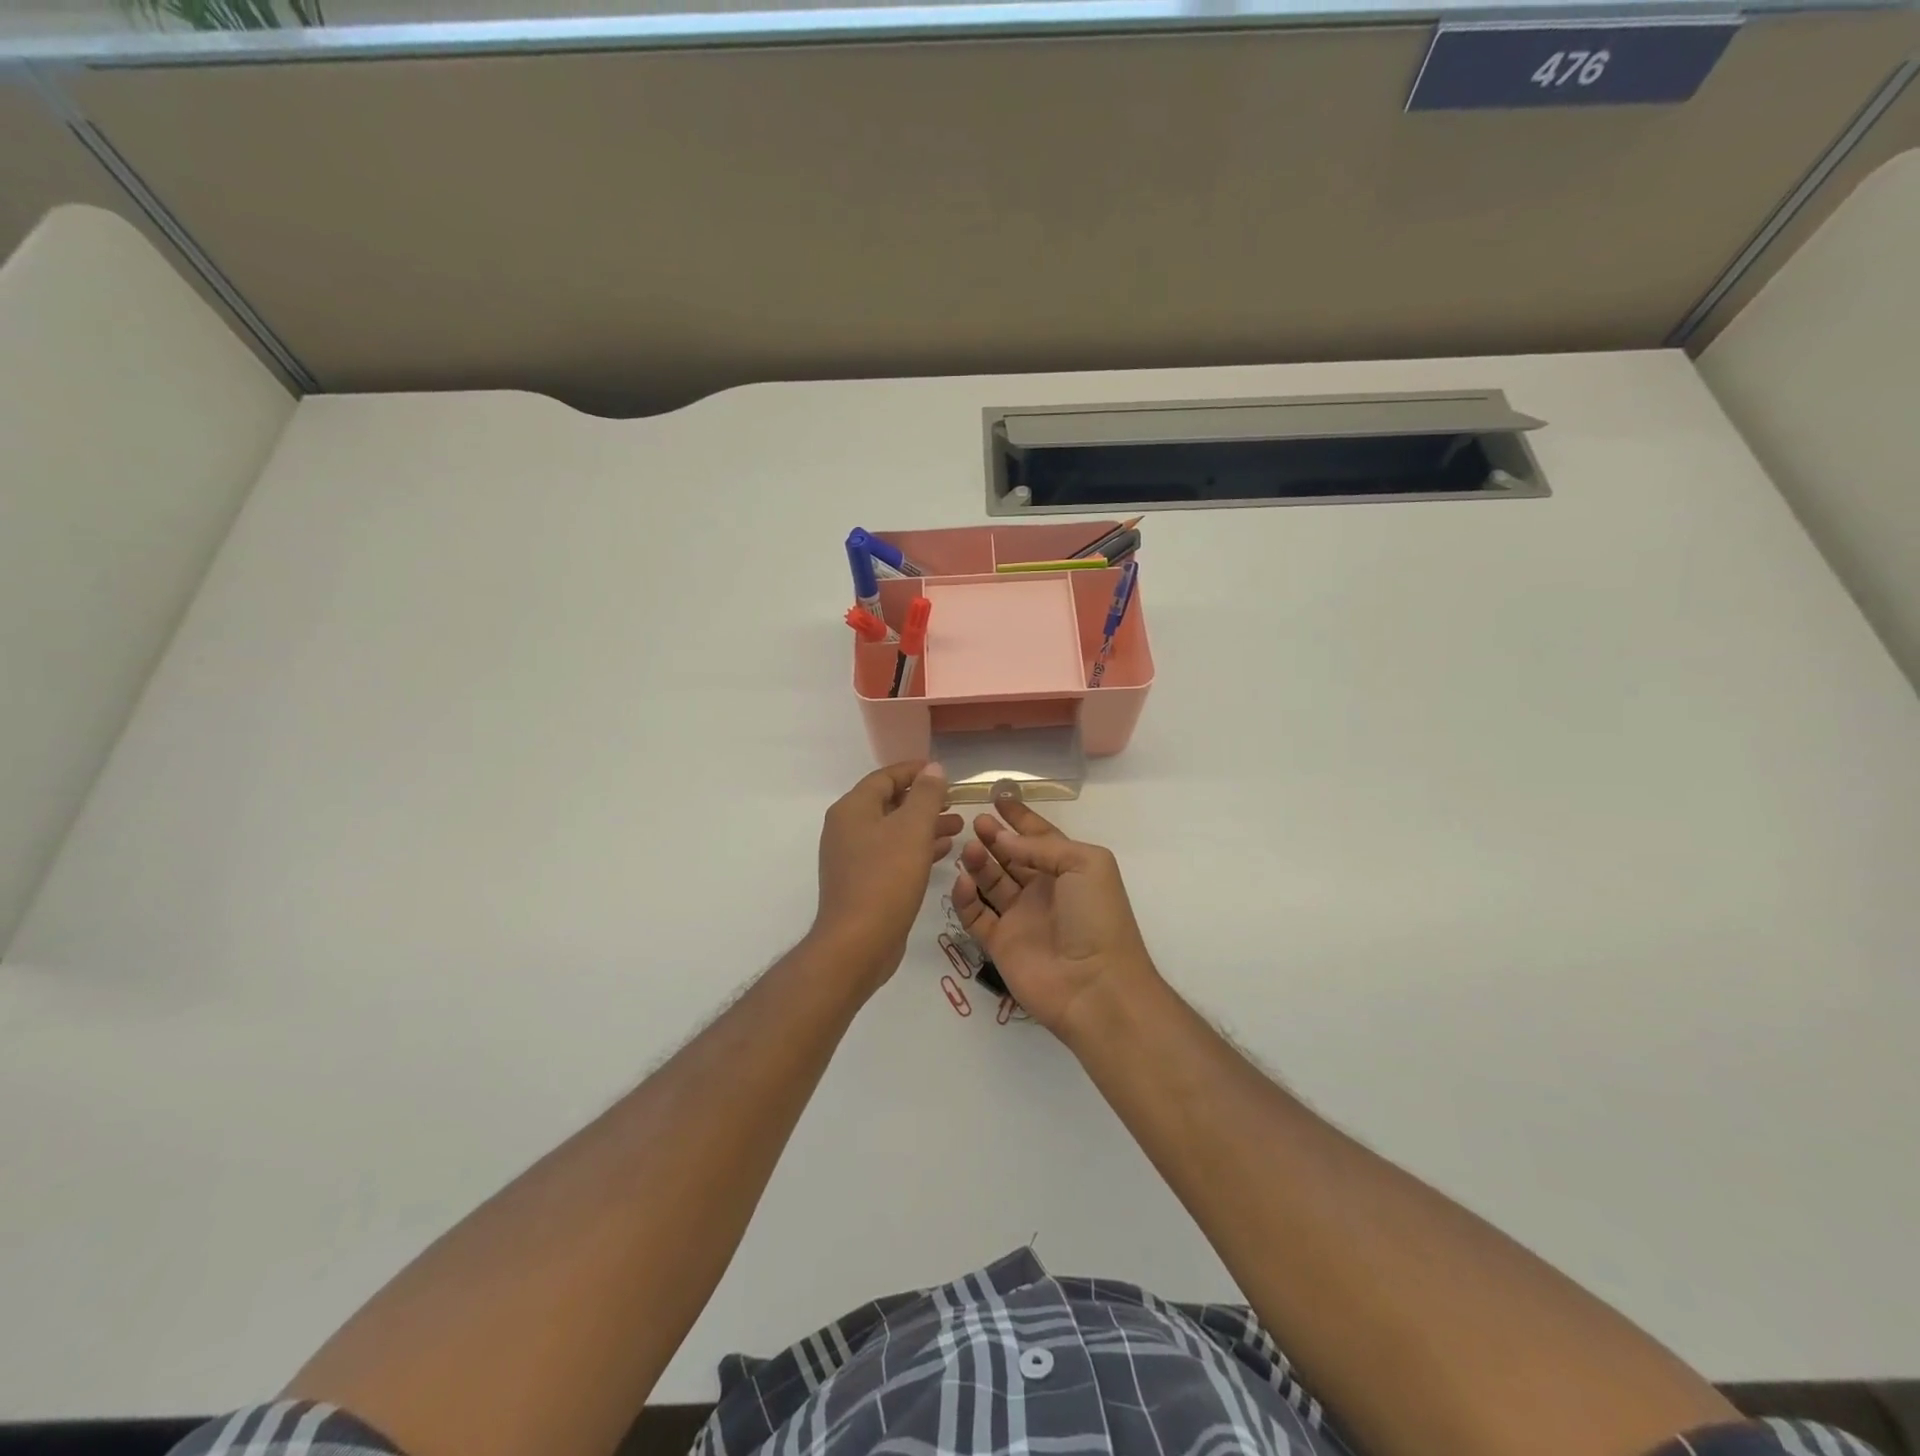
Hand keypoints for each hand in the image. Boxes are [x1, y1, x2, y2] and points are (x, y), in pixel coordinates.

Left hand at [814, 761, 962, 989]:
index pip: (885, 777)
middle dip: (924, 801)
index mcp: (853, 809)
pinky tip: (944, 852)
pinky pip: (892, 854)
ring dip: (925, 826)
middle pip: (889, 803)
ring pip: (894, 831)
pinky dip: (917, 849)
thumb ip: (926, 795)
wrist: (858, 943)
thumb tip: (933, 768)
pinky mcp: (862, 882)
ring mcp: (852, 858)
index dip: (915, 771)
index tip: (943, 773)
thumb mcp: (913, 829)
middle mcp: (847, 829)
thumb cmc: (886, 878)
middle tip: (955, 802)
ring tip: (958, 827)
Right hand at [952, 791, 1156, 1040]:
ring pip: (991, 882)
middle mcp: (1043, 891)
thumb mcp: (1085, 864)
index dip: (1020, 818)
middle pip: (1011, 857)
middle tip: (976, 821)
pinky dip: (966, 897)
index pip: (1040, 837)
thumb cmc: (1097, 917)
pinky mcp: (999, 943)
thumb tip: (1003, 839)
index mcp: (1068, 870)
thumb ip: (1043, 846)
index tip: (998, 797)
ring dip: (979, 862)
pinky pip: (975, 915)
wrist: (1095, 986)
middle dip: (994, 837)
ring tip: (968, 846)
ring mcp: (1020, 918)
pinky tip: (963, 879)